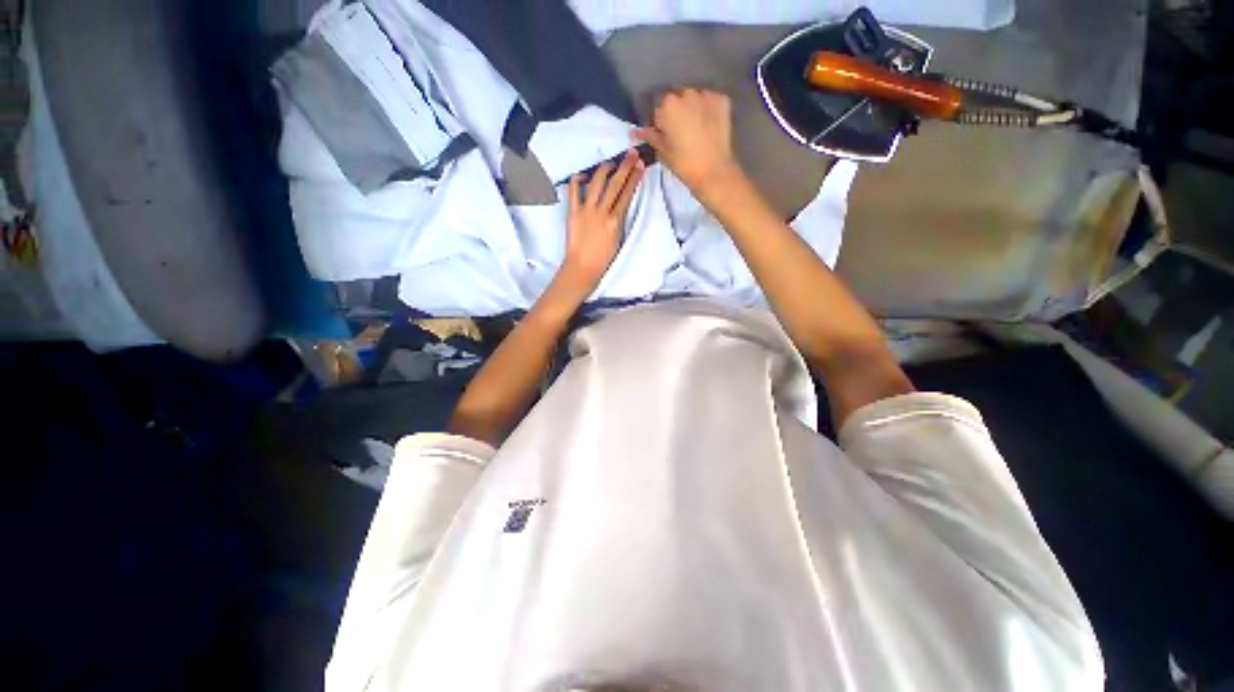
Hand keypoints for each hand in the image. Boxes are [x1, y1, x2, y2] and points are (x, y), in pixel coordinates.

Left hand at [557, 149, 644, 294]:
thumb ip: (619, 221)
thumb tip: (619, 205)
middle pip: (615, 184)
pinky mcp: (573, 212)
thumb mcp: (618, 239)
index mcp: (616, 221)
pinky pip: (574, 191)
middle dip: (625, 167)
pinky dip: (577, 180)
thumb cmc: (603, 259)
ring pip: (597, 183)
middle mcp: (602, 212)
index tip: (640, 166)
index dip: (634, 178)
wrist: (583, 267)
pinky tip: (582, 175)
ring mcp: (587, 210)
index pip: (627, 194)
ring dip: (605, 169)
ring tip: (610, 163)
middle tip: (632, 154)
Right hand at [635, 89, 739, 197]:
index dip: (660, 119)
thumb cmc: (683, 163)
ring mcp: (707, 95)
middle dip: (676, 111)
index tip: (663, 132)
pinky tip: (708, 125)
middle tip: (679, 132)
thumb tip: (635, 132)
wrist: (713, 171)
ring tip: (695, 129)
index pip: (659, 105)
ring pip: (695, 97)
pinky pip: (710, 101)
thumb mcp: (663, 151)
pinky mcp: (723, 100)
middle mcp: (687, 93)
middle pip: (678, 97)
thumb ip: (650, 136)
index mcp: (668, 104)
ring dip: (692, 108)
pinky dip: (708, 109)